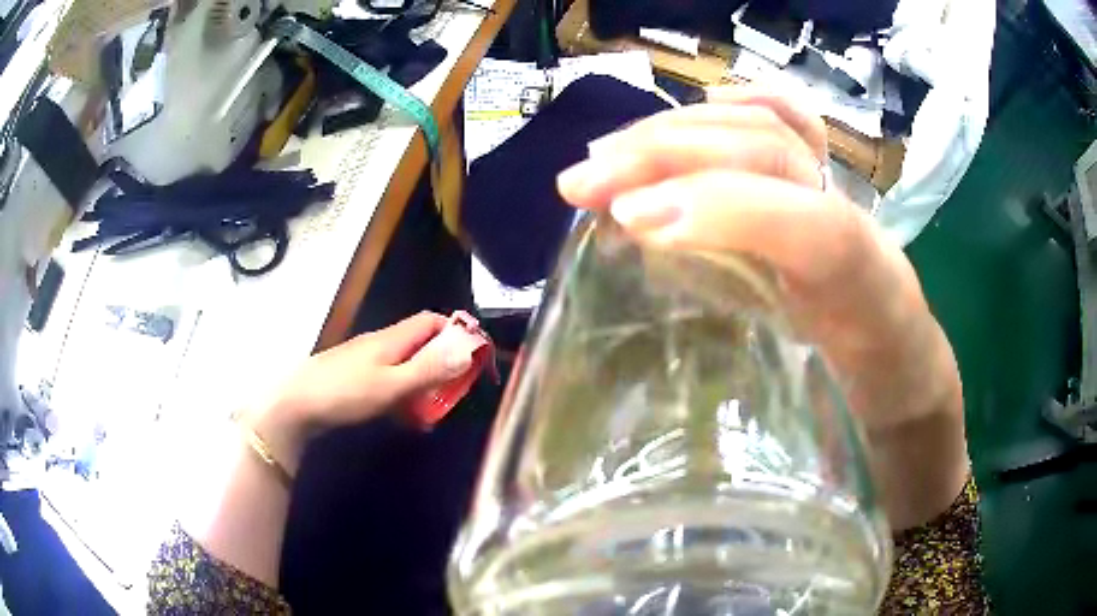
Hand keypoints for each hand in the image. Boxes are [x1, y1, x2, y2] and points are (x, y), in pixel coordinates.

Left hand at [245, 312, 473, 473]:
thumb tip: (468, 349)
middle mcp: (380, 344)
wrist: (295, 405)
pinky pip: (388, 381)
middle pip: (420, 344)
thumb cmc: (345, 393)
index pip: (431, 321)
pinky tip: (403, 417)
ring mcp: (364, 361)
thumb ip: (429, 369)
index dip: (455, 331)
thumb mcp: (392, 385)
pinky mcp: (354, 379)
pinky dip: (403, 395)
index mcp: (392, 339)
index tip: (473, 355)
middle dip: (443, 364)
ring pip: (405, 365)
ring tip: (433, 412)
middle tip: (455, 392)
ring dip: (423, 384)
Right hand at [557, 87, 966, 527]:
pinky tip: (700, 107)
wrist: (917, 409)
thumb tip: (671, 404)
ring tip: (607, 157)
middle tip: (583, 185)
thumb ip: (780, 436)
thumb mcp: (839, 466)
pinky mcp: (828, 203)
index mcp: (882, 310)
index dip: (732, 212)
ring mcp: (848, 208)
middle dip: (676, 155)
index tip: (633, 221)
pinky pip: (799, 133)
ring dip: (682, 131)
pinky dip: (746, 107)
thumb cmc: (881, 446)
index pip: (821, 231)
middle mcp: (868, 237)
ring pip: (775, 133)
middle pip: (781, 157)